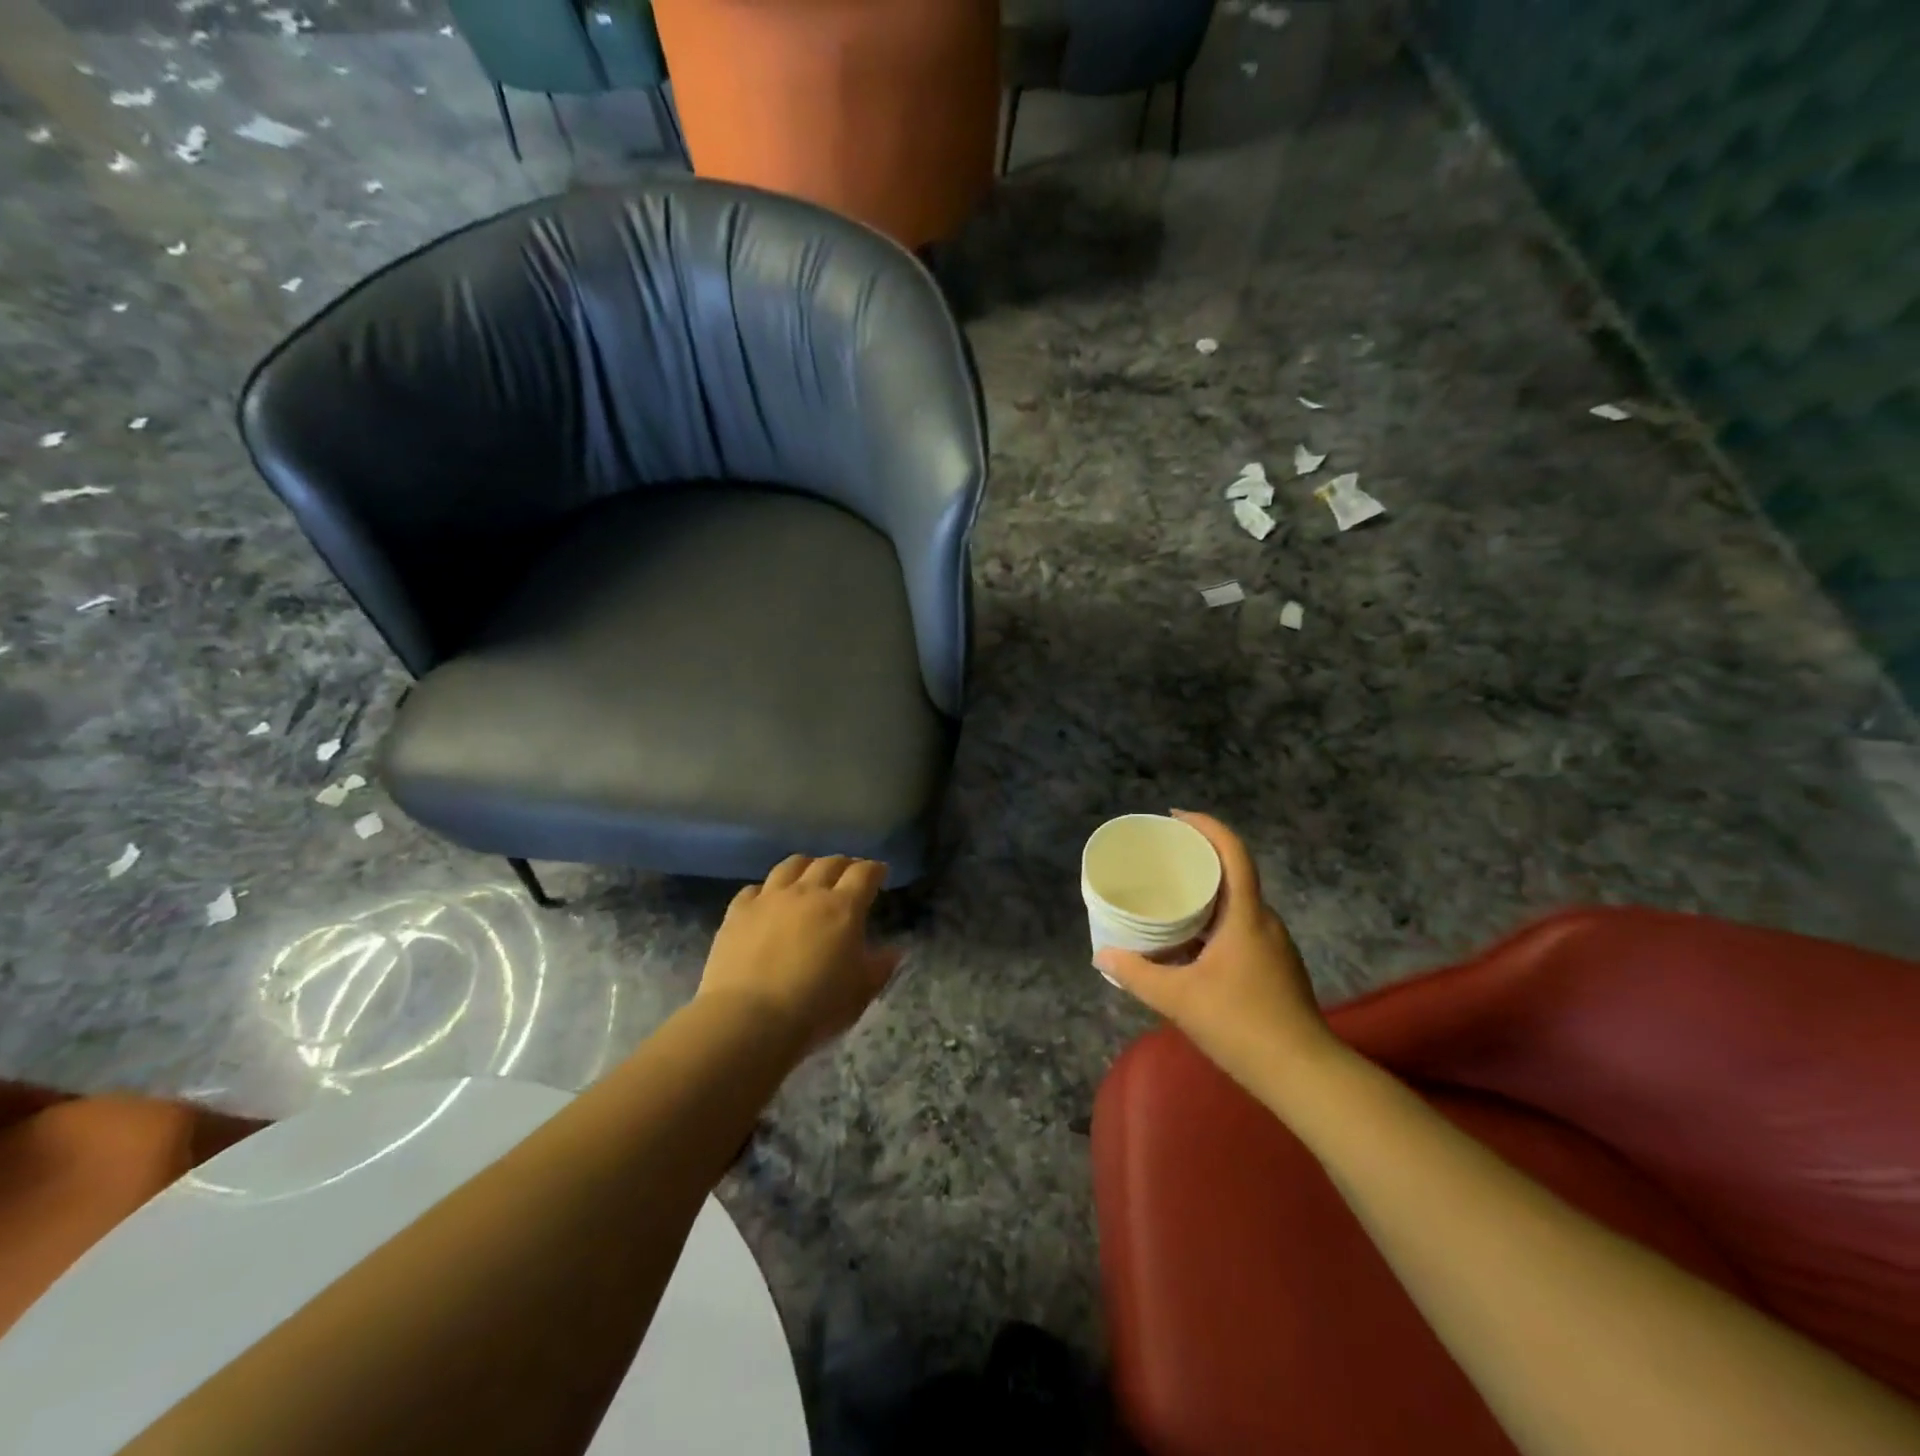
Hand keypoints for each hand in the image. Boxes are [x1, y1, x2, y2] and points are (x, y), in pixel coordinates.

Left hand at [697, 855, 902, 1056]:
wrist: (749, 1019)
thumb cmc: (815, 1008)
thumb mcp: (860, 993)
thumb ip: (880, 968)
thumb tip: (894, 951)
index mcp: (843, 908)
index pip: (864, 874)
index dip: (875, 869)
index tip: (880, 872)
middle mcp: (807, 892)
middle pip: (829, 863)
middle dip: (844, 864)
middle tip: (849, 872)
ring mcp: (769, 898)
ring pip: (791, 866)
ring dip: (806, 866)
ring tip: (810, 874)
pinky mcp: (738, 912)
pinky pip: (754, 889)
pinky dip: (766, 890)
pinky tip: (766, 900)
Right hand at [1095, 812, 1340, 1094]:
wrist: (1304, 1074)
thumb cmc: (1241, 1024)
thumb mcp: (1178, 999)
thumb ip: (1137, 975)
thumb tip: (1102, 957)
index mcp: (1245, 916)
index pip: (1233, 853)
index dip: (1207, 826)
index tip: (1176, 818)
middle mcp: (1265, 922)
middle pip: (1234, 875)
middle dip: (1200, 861)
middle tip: (1163, 862)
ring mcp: (1275, 947)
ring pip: (1237, 906)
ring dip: (1207, 897)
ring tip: (1170, 902)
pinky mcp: (1277, 969)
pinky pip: (1241, 930)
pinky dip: (1215, 925)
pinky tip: (1192, 947)